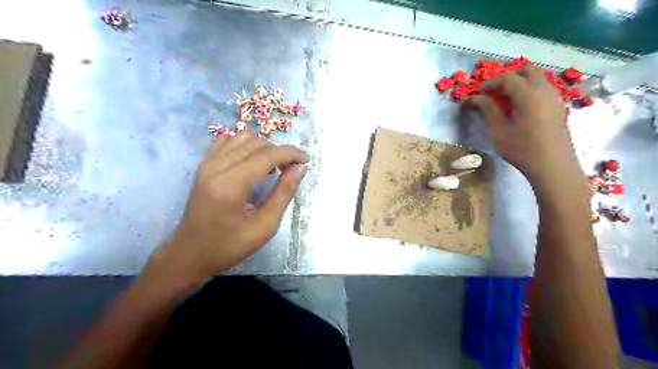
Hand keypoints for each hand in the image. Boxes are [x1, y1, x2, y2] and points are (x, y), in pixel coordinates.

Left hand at [140, 131, 308, 286]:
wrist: (189, 254)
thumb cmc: (229, 246)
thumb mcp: (265, 226)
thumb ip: (284, 193)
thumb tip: (300, 168)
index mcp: (232, 184)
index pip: (268, 155)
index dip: (291, 153)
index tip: (306, 161)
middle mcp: (217, 167)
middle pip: (257, 143)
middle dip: (279, 152)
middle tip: (289, 171)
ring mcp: (207, 164)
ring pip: (242, 138)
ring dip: (263, 148)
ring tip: (272, 167)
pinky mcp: (203, 165)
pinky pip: (227, 141)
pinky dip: (245, 146)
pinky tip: (251, 162)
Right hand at [470, 67, 582, 186]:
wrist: (554, 167)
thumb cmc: (523, 151)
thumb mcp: (499, 132)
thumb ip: (488, 110)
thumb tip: (474, 98)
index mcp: (529, 95)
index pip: (507, 78)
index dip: (489, 83)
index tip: (477, 94)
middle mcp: (544, 90)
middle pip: (525, 71)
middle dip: (505, 77)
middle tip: (491, 92)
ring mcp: (554, 97)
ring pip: (536, 77)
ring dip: (518, 82)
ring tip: (502, 99)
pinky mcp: (558, 106)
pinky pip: (542, 87)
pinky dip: (528, 89)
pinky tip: (518, 107)